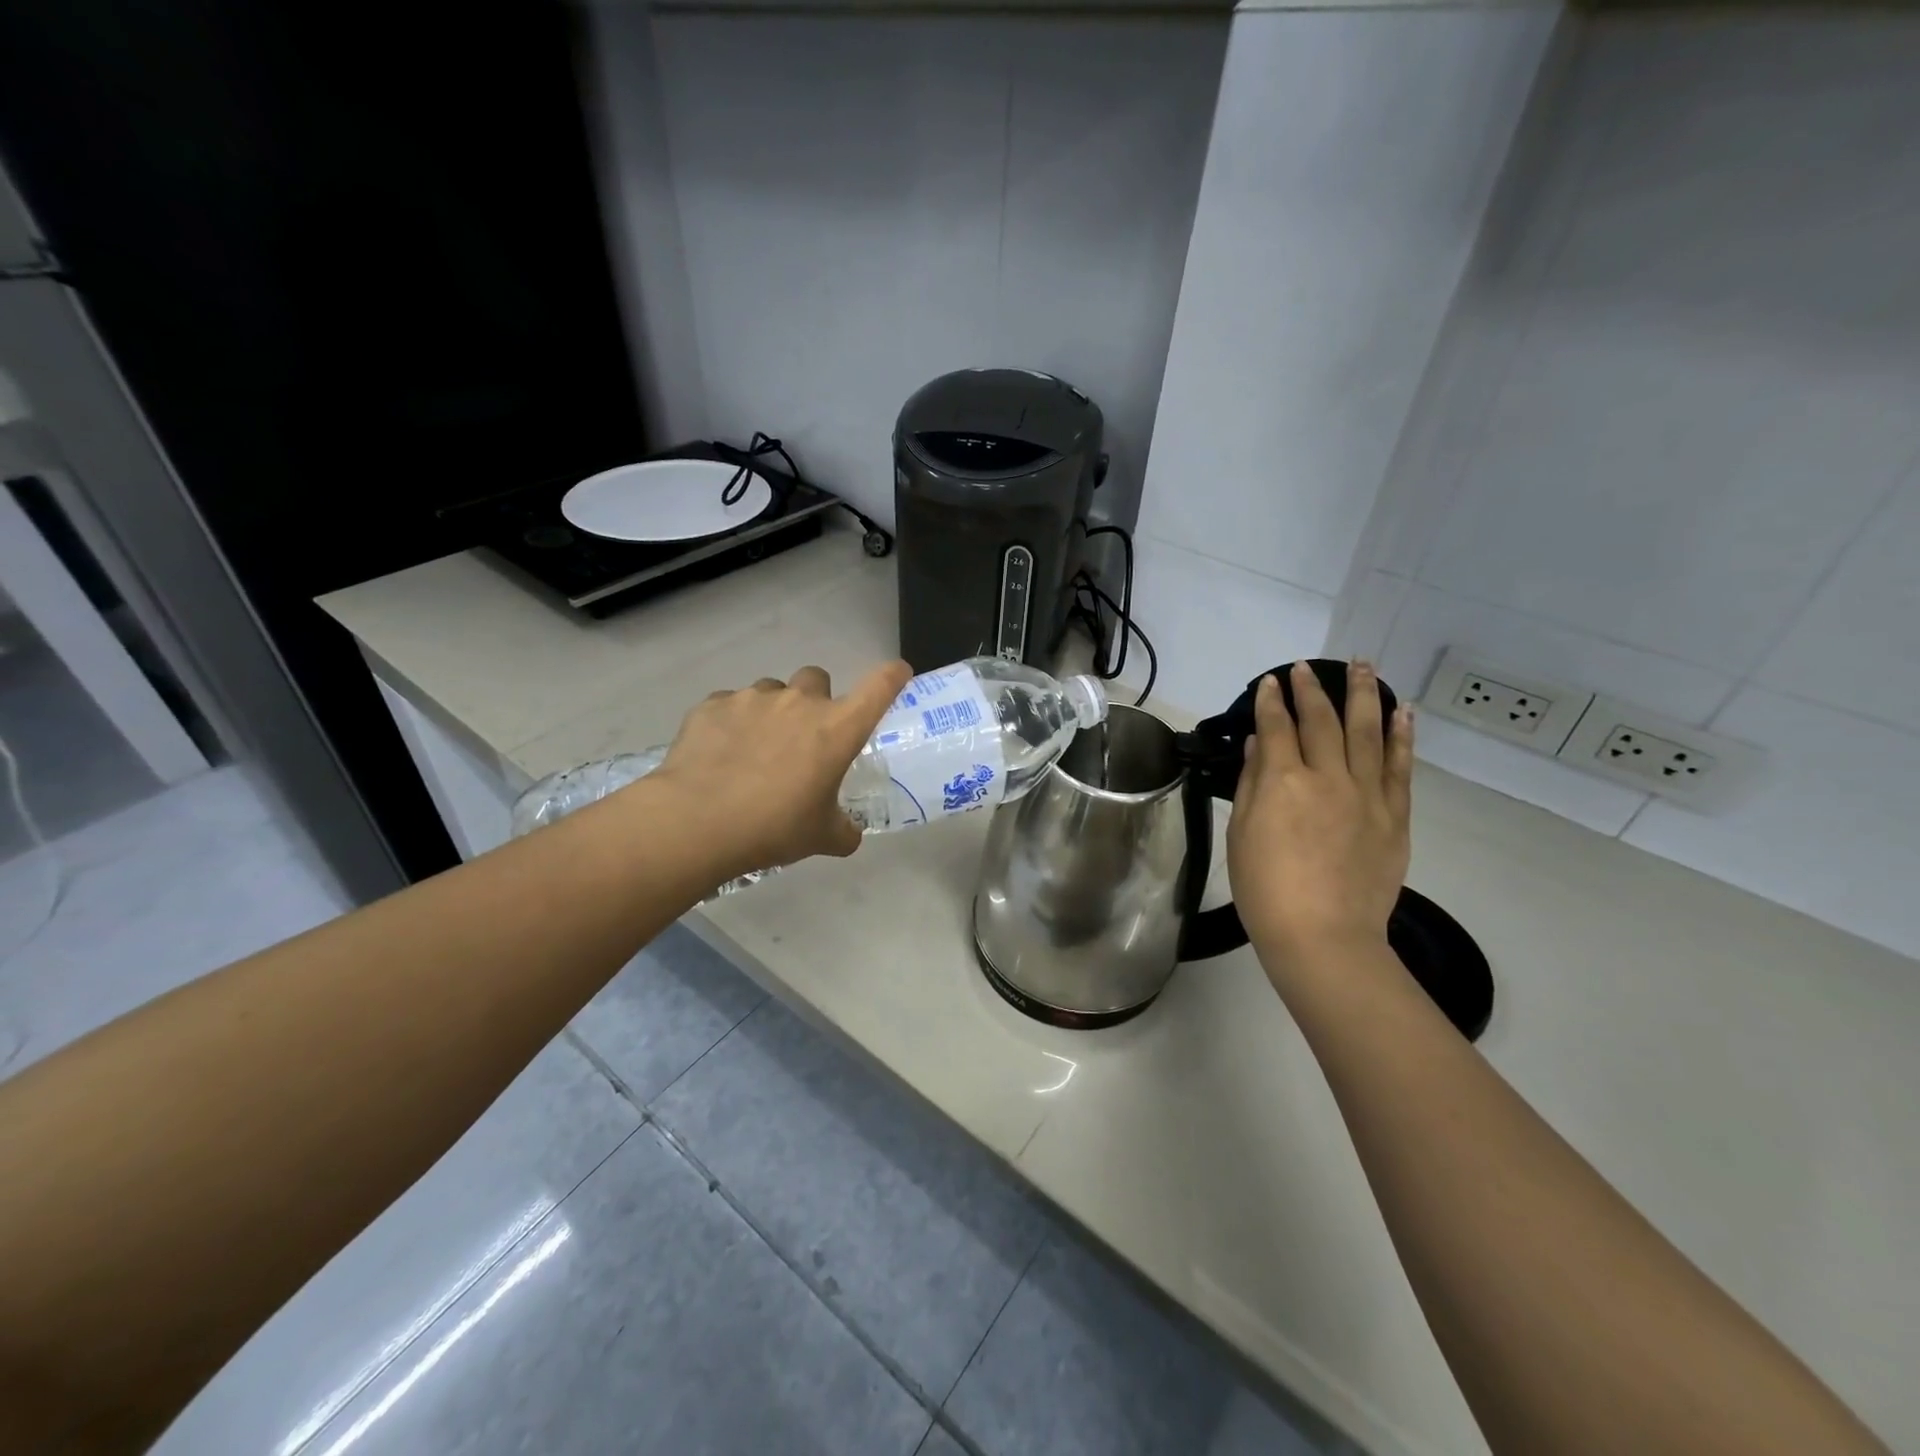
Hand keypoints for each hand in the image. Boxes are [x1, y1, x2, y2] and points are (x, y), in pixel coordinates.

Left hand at [650, 660, 912, 883]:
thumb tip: (849, 835)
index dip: (892, 676)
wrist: (697, 822)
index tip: (897, 673)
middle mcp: (799, 702)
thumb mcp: (821, 838)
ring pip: (771, 691)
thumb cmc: (774, 828)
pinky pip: (730, 705)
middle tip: (804, 736)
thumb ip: (844, 830)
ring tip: (756, 749)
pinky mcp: (712, 705)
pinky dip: (732, 723)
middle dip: (815, 699)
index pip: (879, 687)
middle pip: (817, 678)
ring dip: (772, 711)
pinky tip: (720, 754)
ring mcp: (753, 699)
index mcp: (837, 728)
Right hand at [1226, 660, 1413, 962]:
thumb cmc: (1266, 889)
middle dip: (1311, 689)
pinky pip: (1400, 766)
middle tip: (1305, 667)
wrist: (1324, 936)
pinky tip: (1402, 712)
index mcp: (1284, 782)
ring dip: (1363, 695)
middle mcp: (1328, 777)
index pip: (1277, 727)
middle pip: (1321, 721)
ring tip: (1363, 666)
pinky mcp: (1394, 815)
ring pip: (1367, 732)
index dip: (1271, 701)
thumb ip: (1252, 784)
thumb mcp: (1242, 835)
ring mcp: (1367, 794)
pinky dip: (1401, 736)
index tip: (1269, 682)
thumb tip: (1260, 744)